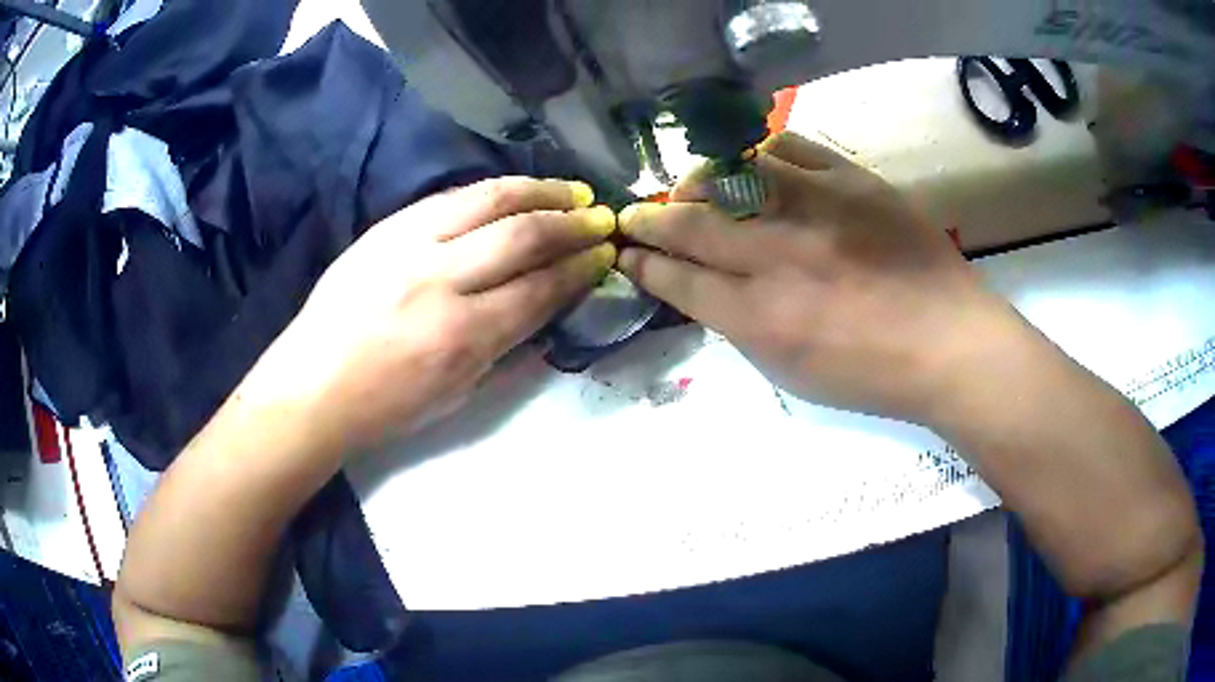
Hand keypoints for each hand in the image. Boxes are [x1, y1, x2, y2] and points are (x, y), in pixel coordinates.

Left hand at [244, 177, 616, 451]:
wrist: (312, 386)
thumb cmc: (386, 407)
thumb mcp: (459, 395)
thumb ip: (510, 351)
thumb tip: (551, 314)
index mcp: (463, 337)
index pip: (541, 288)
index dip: (581, 268)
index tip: (605, 254)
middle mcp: (441, 281)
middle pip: (523, 235)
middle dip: (572, 223)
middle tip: (600, 218)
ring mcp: (409, 244)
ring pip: (489, 199)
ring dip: (538, 190)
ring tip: (569, 190)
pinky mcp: (386, 227)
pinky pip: (450, 197)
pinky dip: (492, 191)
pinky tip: (514, 190)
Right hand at [618, 132, 1017, 424]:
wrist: (949, 342)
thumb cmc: (872, 374)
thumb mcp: (793, 373)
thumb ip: (742, 325)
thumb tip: (706, 286)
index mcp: (762, 318)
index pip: (679, 279)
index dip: (643, 264)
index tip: (625, 252)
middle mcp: (779, 257)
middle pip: (691, 225)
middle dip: (649, 220)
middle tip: (633, 215)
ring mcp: (816, 208)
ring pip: (729, 174)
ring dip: (696, 182)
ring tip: (690, 189)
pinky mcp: (852, 180)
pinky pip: (787, 147)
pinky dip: (757, 154)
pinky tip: (752, 167)